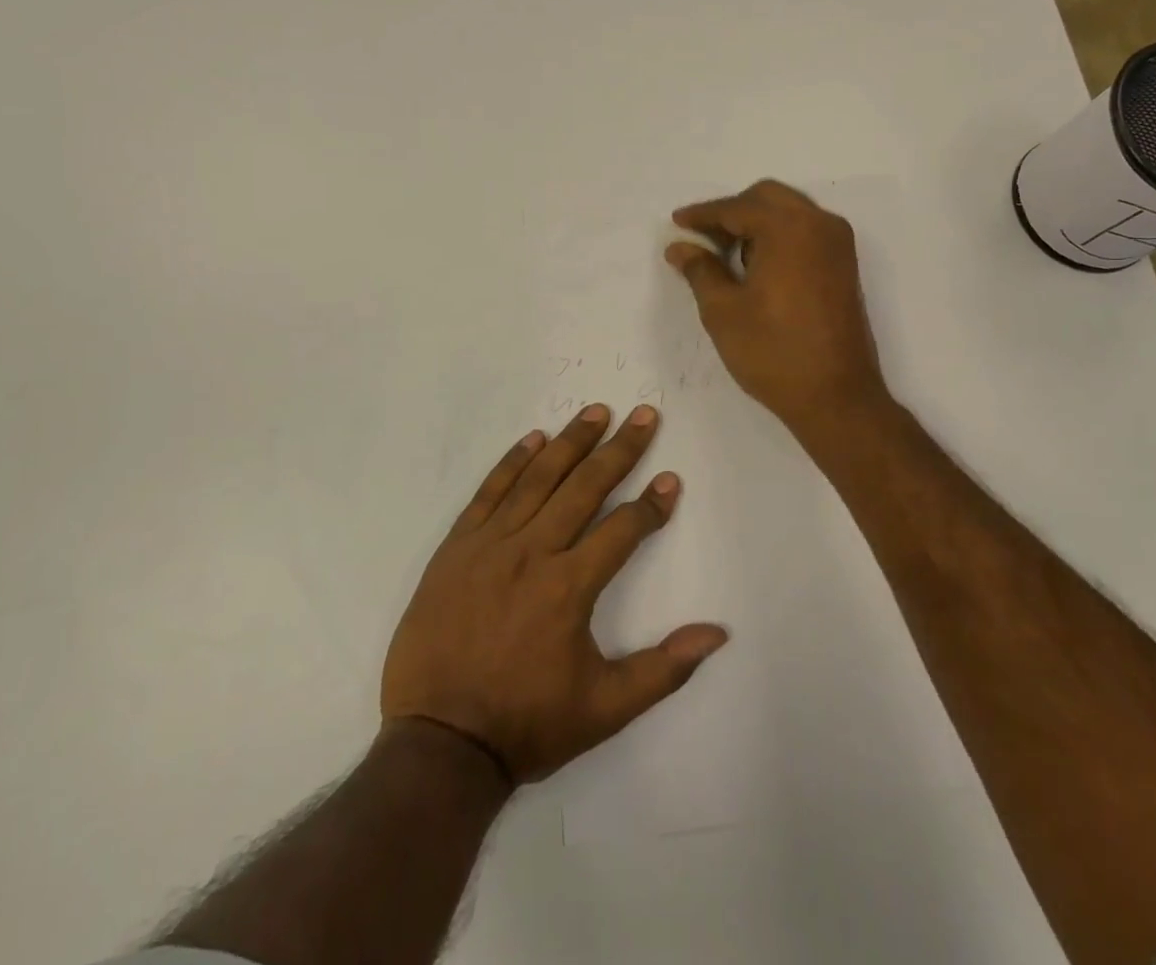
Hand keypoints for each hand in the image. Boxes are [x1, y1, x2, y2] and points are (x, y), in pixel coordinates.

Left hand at [380, 404, 728, 783]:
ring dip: (571, 442)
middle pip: (584, 487)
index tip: (670, 479)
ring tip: (596, 412)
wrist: (438, 743)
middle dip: (619, 449)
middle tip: (643, 415)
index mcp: (569, 587)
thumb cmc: (526, 725)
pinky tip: (533, 438)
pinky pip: (489, 492)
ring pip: (538, 479)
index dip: (651, 504)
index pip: (622, 529)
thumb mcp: (605, 709)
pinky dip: (513, 462)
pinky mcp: (457, 548)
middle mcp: (532, 552)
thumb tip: (717, 633)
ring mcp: (490, 545)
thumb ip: (664, 669)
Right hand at [666, 179, 889, 433]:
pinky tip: (756, 264)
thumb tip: (680, 247)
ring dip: (756, 222)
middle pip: (767, 198)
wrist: (836, 397)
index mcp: (788, 228)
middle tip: (701, 238)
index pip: (736, 208)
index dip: (702, 214)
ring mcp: (837, 244)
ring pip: (789, 212)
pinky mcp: (844, 265)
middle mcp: (819, 224)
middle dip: (731, 212)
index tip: (676, 223)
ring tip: (725, 253)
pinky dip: (778, 236)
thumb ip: (700, 269)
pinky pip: (806, 231)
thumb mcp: (723, 311)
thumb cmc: (773, 352)